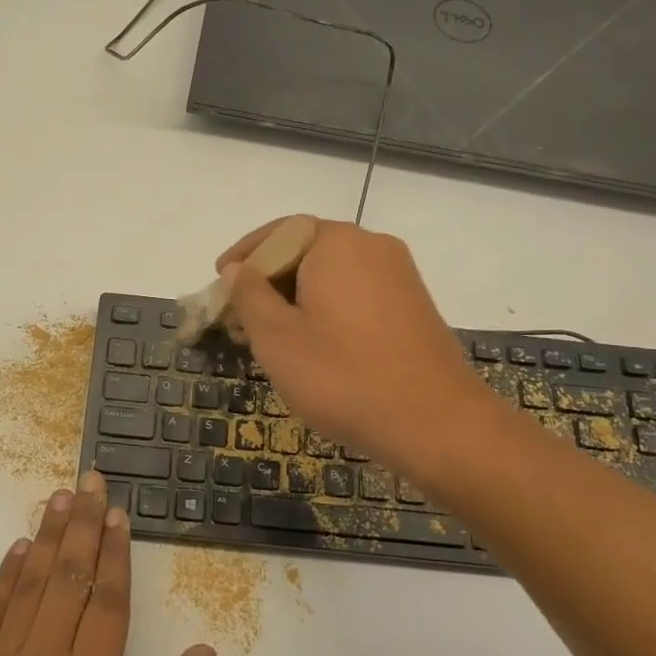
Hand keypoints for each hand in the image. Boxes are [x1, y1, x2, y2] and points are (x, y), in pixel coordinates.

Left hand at [0, 472, 215, 655]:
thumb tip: (204, 653)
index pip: (107, 600)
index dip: (115, 552)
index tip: (119, 513)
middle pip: (68, 577)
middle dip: (83, 524)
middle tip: (90, 480)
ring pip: (28, 585)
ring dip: (46, 537)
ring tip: (59, 497)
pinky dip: (4, 578)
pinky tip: (16, 549)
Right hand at [219, 217, 501, 481]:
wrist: (436, 424)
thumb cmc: (342, 376)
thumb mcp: (276, 337)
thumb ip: (248, 295)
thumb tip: (238, 269)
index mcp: (337, 243)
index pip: (278, 231)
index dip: (243, 255)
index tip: (219, 282)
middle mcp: (372, 246)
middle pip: (305, 251)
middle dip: (266, 282)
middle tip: (239, 320)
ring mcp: (399, 276)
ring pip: (330, 276)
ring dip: (294, 299)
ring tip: (269, 339)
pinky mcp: (413, 307)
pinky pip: (356, 294)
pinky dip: (326, 310)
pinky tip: (312, 347)